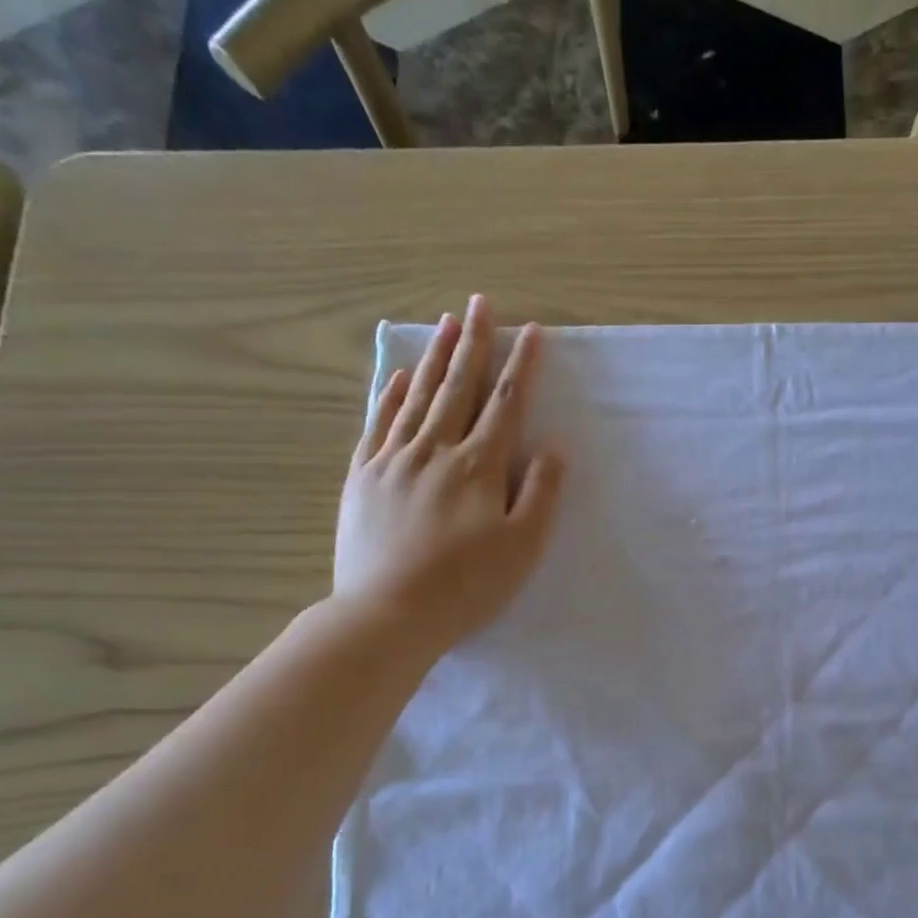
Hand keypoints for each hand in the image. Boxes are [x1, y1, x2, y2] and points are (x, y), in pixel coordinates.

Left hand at [333, 294, 564, 653]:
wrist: (387, 615)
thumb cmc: (466, 586)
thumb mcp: (522, 547)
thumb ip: (541, 494)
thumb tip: (554, 449)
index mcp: (478, 467)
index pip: (506, 404)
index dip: (521, 366)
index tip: (532, 331)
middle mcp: (435, 450)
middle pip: (458, 387)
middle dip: (474, 343)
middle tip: (480, 302)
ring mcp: (393, 460)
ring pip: (417, 397)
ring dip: (435, 357)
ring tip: (446, 322)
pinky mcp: (363, 477)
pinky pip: (378, 423)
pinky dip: (390, 394)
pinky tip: (399, 375)